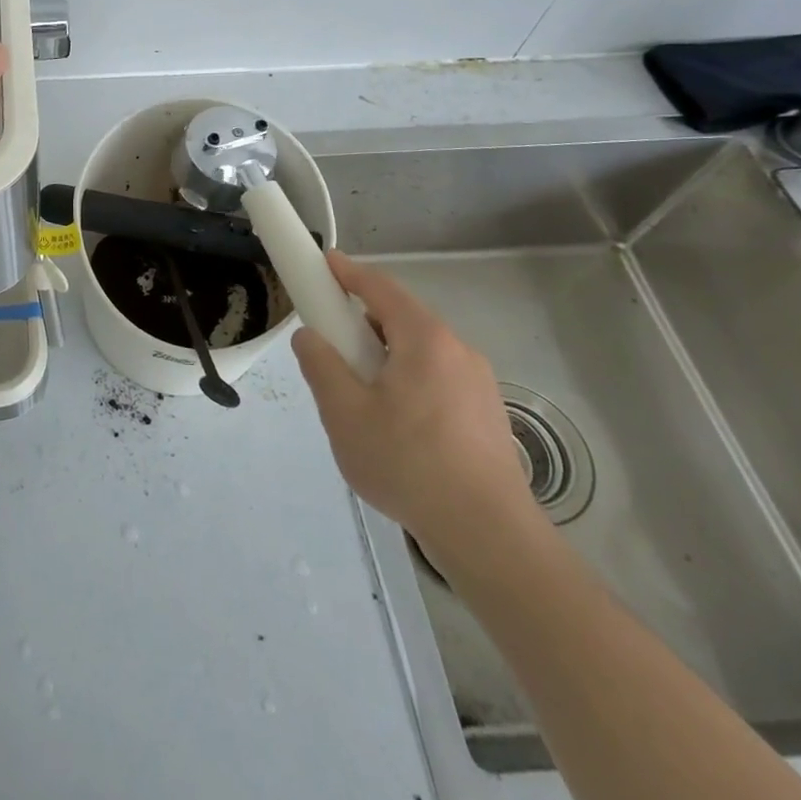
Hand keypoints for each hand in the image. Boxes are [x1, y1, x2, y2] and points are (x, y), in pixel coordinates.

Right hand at [291, 253, 543, 571]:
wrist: (490, 537)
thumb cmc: (409, 465)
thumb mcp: (344, 414)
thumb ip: (320, 366)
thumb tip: (310, 337)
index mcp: (425, 340)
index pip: (380, 287)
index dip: (348, 272)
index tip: (322, 262)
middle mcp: (457, 350)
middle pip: (401, 318)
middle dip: (362, 323)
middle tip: (331, 345)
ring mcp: (478, 384)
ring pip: (419, 352)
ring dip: (385, 356)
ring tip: (359, 395)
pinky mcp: (486, 414)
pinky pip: (437, 378)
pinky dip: (407, 380)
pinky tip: (394, 424)